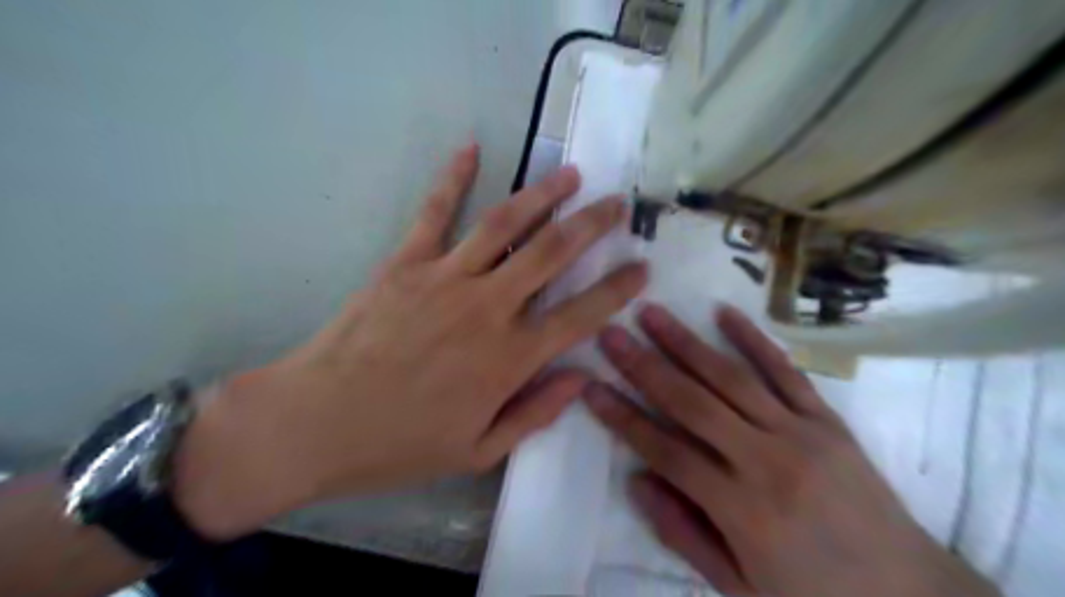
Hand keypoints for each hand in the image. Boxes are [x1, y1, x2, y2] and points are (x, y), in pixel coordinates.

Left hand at [173, 145, 649, 540]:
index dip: (617, 290)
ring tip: (571, 175)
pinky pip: (435, 213)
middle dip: (592, 224)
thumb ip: (534, 415)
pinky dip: (453, 178)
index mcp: (509, 359)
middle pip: (552, 254)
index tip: (641, 267)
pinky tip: (471, 148)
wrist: (316, 423)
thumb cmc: (399, 445)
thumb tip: (580, 380)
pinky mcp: (405, 263)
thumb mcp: (477, 452)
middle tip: (617, 204)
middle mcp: (487, 309)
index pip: (581, 315)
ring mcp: (445, 279)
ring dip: (542, 195)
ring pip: (505, 225)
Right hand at [583, 306, 999, 596]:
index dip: (623, 418)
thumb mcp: (739, 588)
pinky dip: (753, 339)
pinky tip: (723, 312)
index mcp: (742, 510)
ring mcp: (802, 433)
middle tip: (609, 335)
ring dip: (685, 342)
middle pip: (691, 403)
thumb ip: (683, 532)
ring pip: (731, 378)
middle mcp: (767, 462)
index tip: (590, 387)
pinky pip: (786, 371)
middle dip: (643, 366)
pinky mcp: (828, 420)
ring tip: (650, 313)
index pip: (665, 451)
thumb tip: (636, 480)